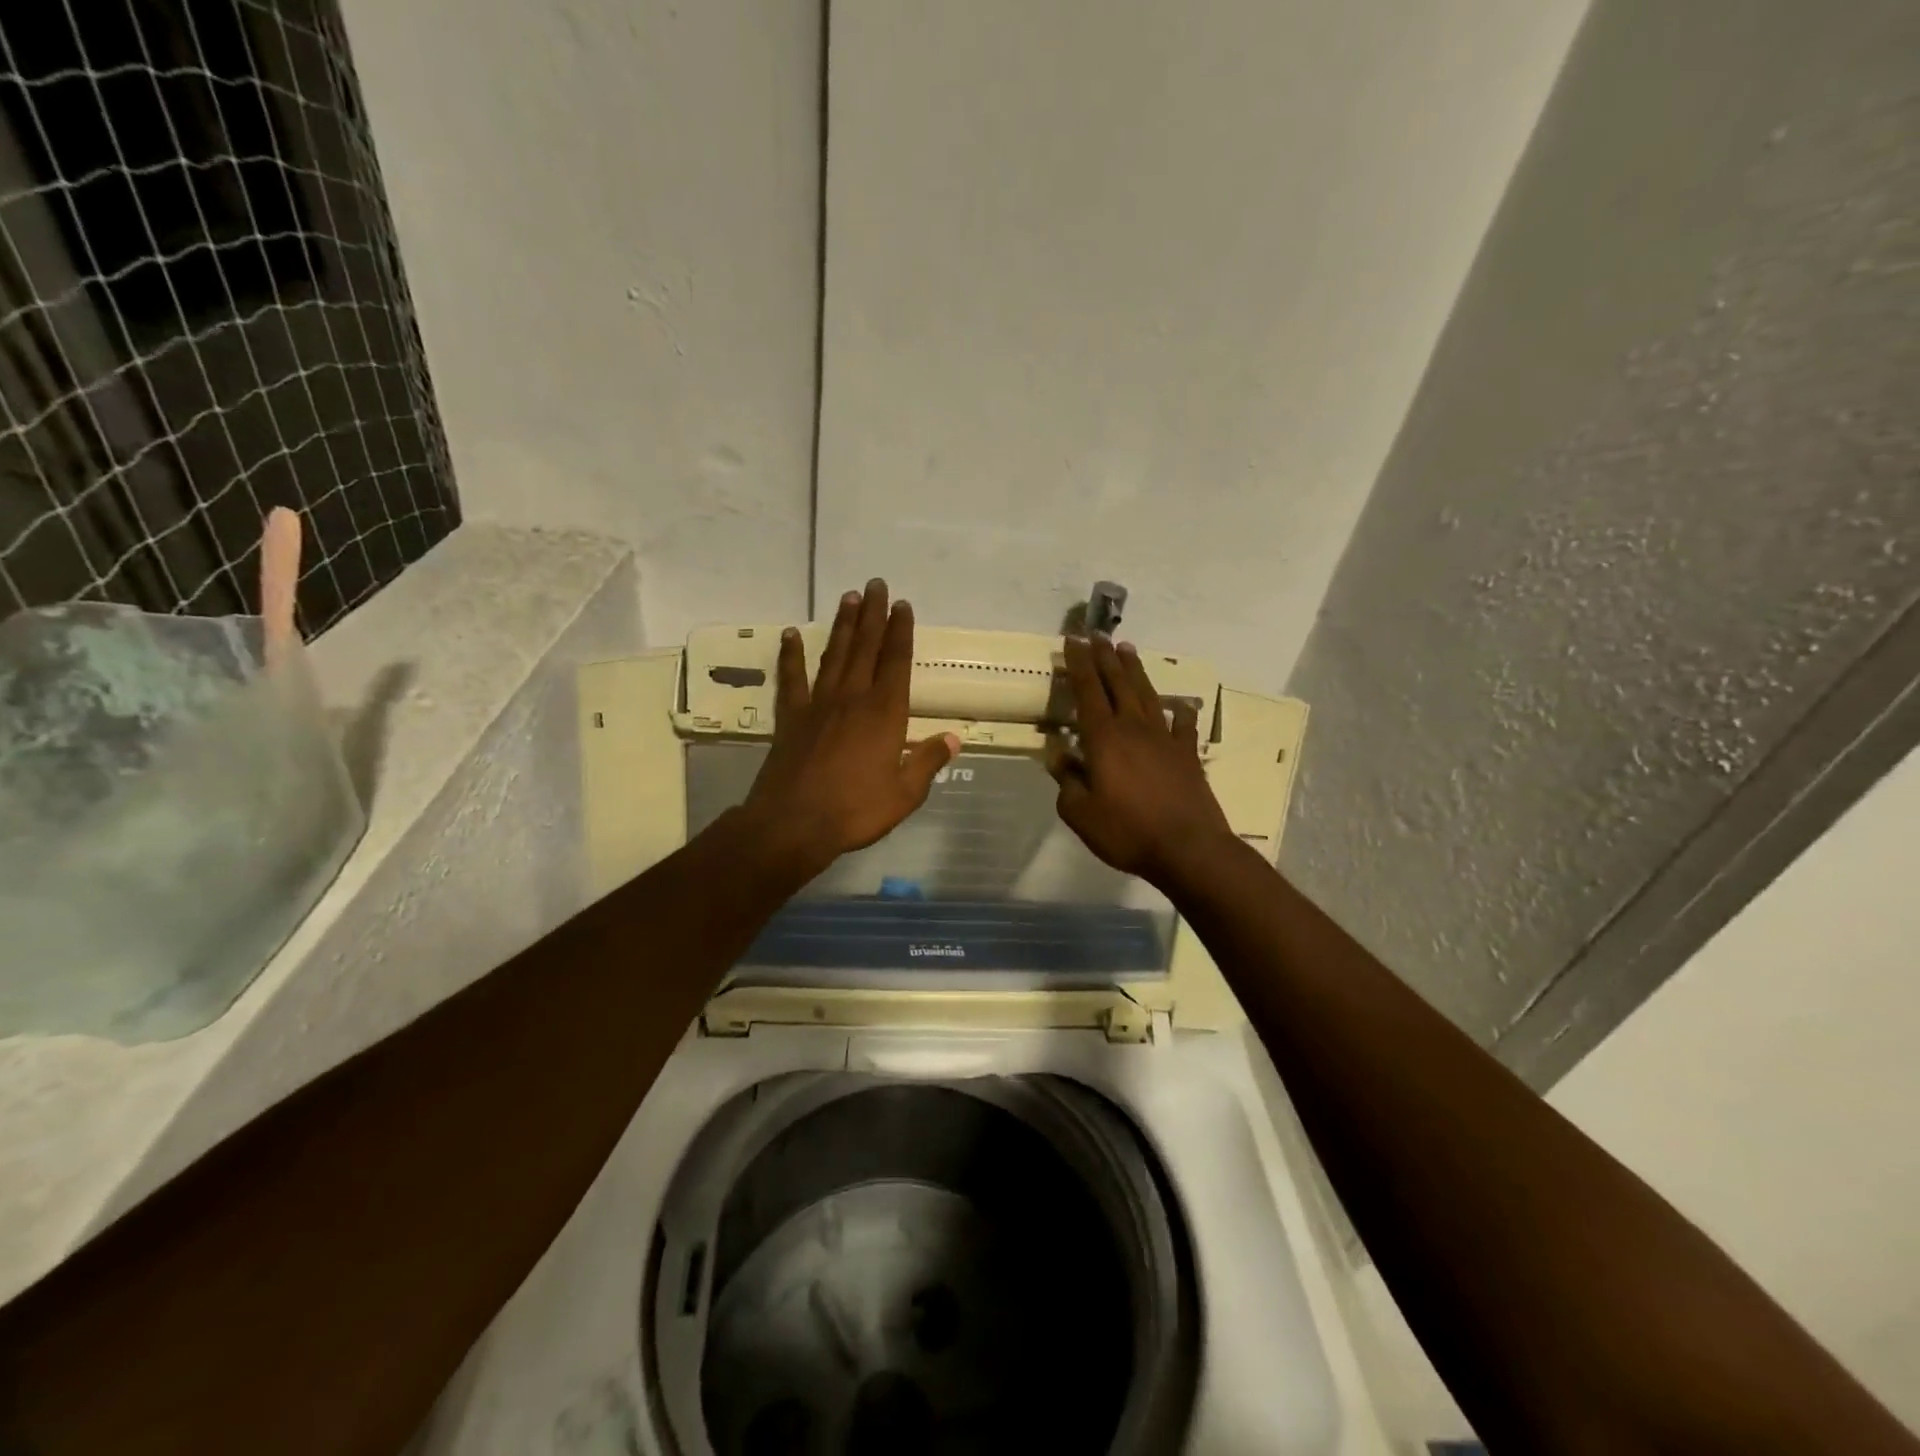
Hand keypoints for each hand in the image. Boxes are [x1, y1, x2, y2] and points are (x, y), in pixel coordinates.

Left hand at [742, 579, 959, 877]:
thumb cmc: (855, 810)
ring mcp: (818, 704)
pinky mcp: (791, 717)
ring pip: (833, 655)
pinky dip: (790, 656)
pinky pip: (791, 679)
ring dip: (842, 625)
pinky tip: (790, 635)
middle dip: (872, 614)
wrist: (794, 823)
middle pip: (865, 647)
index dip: (901, 632)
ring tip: (848, 598)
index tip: (902, 605)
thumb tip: (954, 738)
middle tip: (875, 584)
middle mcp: (852, 698)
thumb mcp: (905, 793)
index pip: (896, 662)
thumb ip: (928, 761)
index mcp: (885, 714)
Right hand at [1048, 635, 1235, 887]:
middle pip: (1118, 683)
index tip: (1073, 641)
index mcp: (1104, 738)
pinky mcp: (1187, 754)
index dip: (1079, 664)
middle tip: (1098, 635)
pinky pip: (1182, 725)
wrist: (1188, 848)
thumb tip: (1060, 757)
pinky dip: (1179, 712)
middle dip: (1106, 657)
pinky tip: (1179, 705)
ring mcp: (1165, 739)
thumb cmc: (1127, 831)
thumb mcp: (1081, 814)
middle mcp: (1134, 728)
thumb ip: (1067, 783)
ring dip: (1135, 671)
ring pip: (1147, 695)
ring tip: (1128, 650)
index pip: (1087, 691)